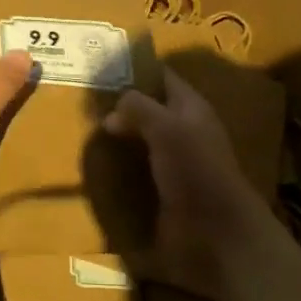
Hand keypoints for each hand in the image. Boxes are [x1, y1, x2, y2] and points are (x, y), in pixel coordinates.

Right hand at [103, 72, 276, 299]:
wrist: (216, 232)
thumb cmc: (195, 169)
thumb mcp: (166, 127)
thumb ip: (139, 108)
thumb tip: (112, 110)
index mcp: (191, 108)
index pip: (163, 78)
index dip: (137, 70)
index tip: (102, 68)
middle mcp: (184, 131)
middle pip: (150, 109)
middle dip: (122, 106)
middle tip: (84, 103)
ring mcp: (175, 162)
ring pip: (142, 140)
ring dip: (119, 138)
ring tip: (86, 133)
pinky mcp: (165, 190)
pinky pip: (138, 170)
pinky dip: (121, 166)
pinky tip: (99, 166)